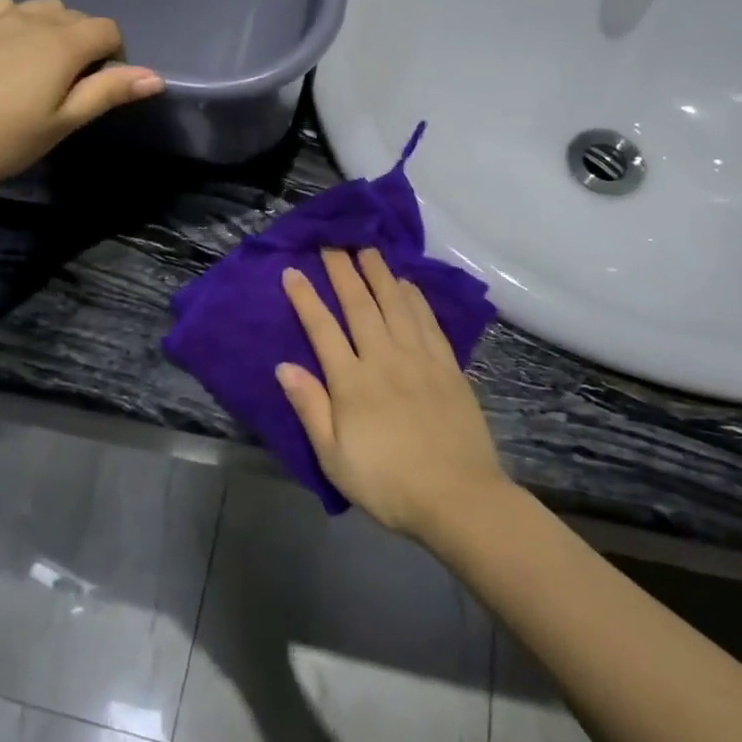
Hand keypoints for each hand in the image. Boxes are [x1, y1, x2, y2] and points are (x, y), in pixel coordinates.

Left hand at [0, 0, 163, 198]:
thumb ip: (107, 93)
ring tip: (41, 73)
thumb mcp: (62, 123)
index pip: (108, 30)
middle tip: (70, 92)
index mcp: (62, 42)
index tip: (100, 91)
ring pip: (42, 9)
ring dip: (54, 32)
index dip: (115, 58)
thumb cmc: (1, 141)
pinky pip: (6, 9)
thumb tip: (155, 76)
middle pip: (77, 17)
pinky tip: (9, 52)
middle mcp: (31, 18)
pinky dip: (20, 22)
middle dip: (86, 46)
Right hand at [278, 248, 509, 539]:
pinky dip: (415, 298)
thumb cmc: (388, 483)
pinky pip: (428, 322)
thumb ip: (310, 407)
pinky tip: (407, 284)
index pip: (322, 329)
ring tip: (368, 250)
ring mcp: (420, 360)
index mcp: (352, 382)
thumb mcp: (334, 456)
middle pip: (360, 306)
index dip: (306, 298)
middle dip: (343, 271)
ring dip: (380, 274)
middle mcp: (384, 359)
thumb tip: (283, 366)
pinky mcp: (448, 367)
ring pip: (396, 305)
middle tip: (333, 242)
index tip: (293, 270)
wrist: (458, 498)